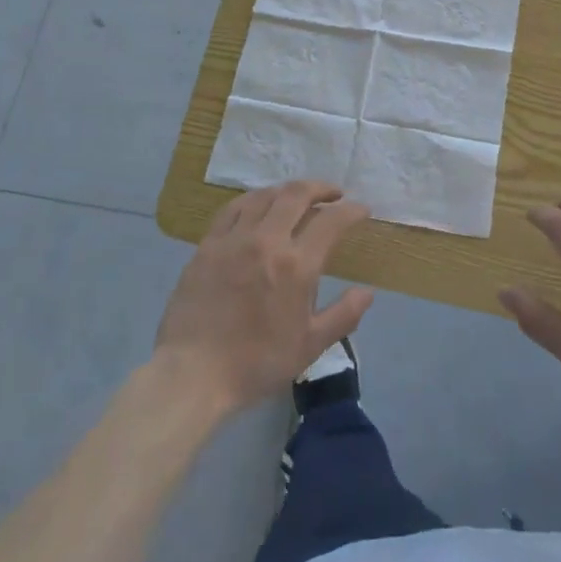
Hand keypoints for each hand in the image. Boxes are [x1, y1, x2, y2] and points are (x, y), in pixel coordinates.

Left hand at [154, 181, 374, 415]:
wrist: (193, 373)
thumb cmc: (256, 363)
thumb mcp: (309, 347)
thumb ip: (343, 316)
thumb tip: (368, 292)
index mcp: (296, 266)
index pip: (331, 221)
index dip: (351, 210)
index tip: (362, 209)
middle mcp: (267, 241)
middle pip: (296, 195)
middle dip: (321, 188)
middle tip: (334, 194)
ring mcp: (234, 239)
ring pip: (265, 195)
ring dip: (287, 190)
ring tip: (298, 197)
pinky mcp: (208, 244)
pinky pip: (234, 208)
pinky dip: (253, 199)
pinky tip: (258, 205)